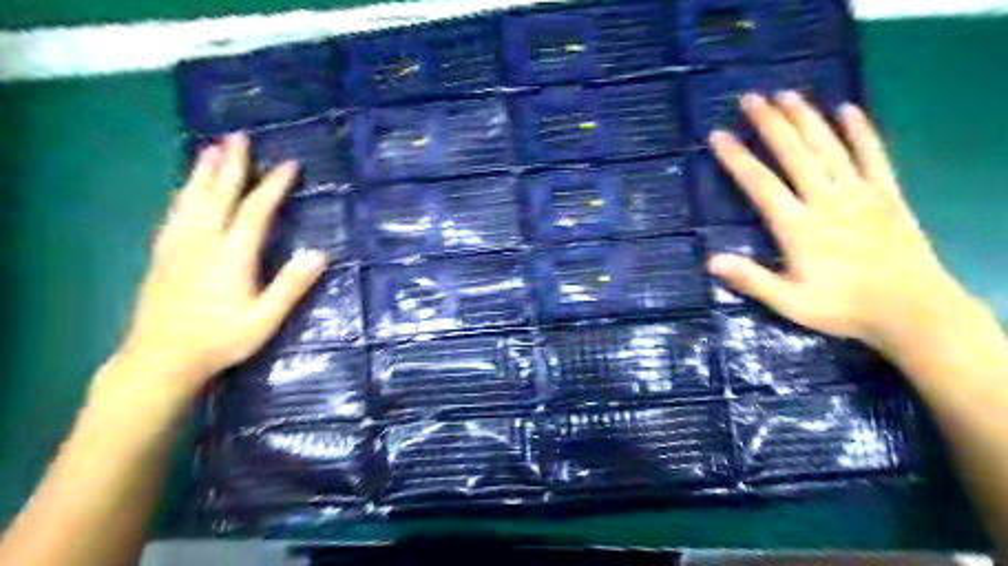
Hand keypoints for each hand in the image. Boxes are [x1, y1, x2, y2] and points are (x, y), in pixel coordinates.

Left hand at [111, 132, 329, 396]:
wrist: (159, 359)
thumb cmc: (220, 340)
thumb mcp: (265, 319)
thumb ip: (291, 286)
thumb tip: (320, 254)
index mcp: (231, 254)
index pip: (256, 210)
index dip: (274, 185)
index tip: (289, 164)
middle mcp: (202, 241)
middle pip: (218, 194)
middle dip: (232, 164)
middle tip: (239, 136)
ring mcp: (178, 245)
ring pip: (192, 198)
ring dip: (204, 171)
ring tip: (211, 148)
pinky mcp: (162, 254)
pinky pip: (175, 212)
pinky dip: (184, 192)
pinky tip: (185, 189)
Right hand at [708, 92, 977, 352]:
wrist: (912, 310)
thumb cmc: (843, 307)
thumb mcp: (789, 302)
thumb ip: (751, 279)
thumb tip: (710, 261)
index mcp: (797, 226)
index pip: (760, 183)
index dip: (737, 157)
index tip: (719, 135)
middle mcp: (826, 200)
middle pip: (793, 153)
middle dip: (769, 123)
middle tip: (750, 98)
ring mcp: (859, 193)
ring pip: (828, 146)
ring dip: (806, 118)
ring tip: (787, 94)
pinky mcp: (887, 194)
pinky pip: (873, 155)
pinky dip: (861, 131)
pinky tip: (848, 109)